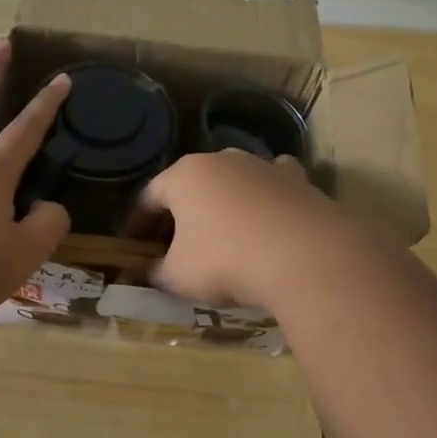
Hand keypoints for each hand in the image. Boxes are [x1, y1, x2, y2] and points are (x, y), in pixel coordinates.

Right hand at [138, 150, 358, 310]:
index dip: (137, 222)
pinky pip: (273, 185)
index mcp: (183, 176)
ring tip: (222, 230)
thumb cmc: (225, 261)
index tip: (132, 243)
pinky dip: (266, 198)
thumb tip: (145, 273)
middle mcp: (221, 160)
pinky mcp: (298, 180)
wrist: (304, 256)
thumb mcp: (177, 277)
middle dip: (180, 212)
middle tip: (174, 241)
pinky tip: (268, 216)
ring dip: (224, 202)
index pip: (149, 197)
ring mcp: (262, 166)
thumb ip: (155, 273)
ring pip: (233, 180)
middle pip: (191, 185)